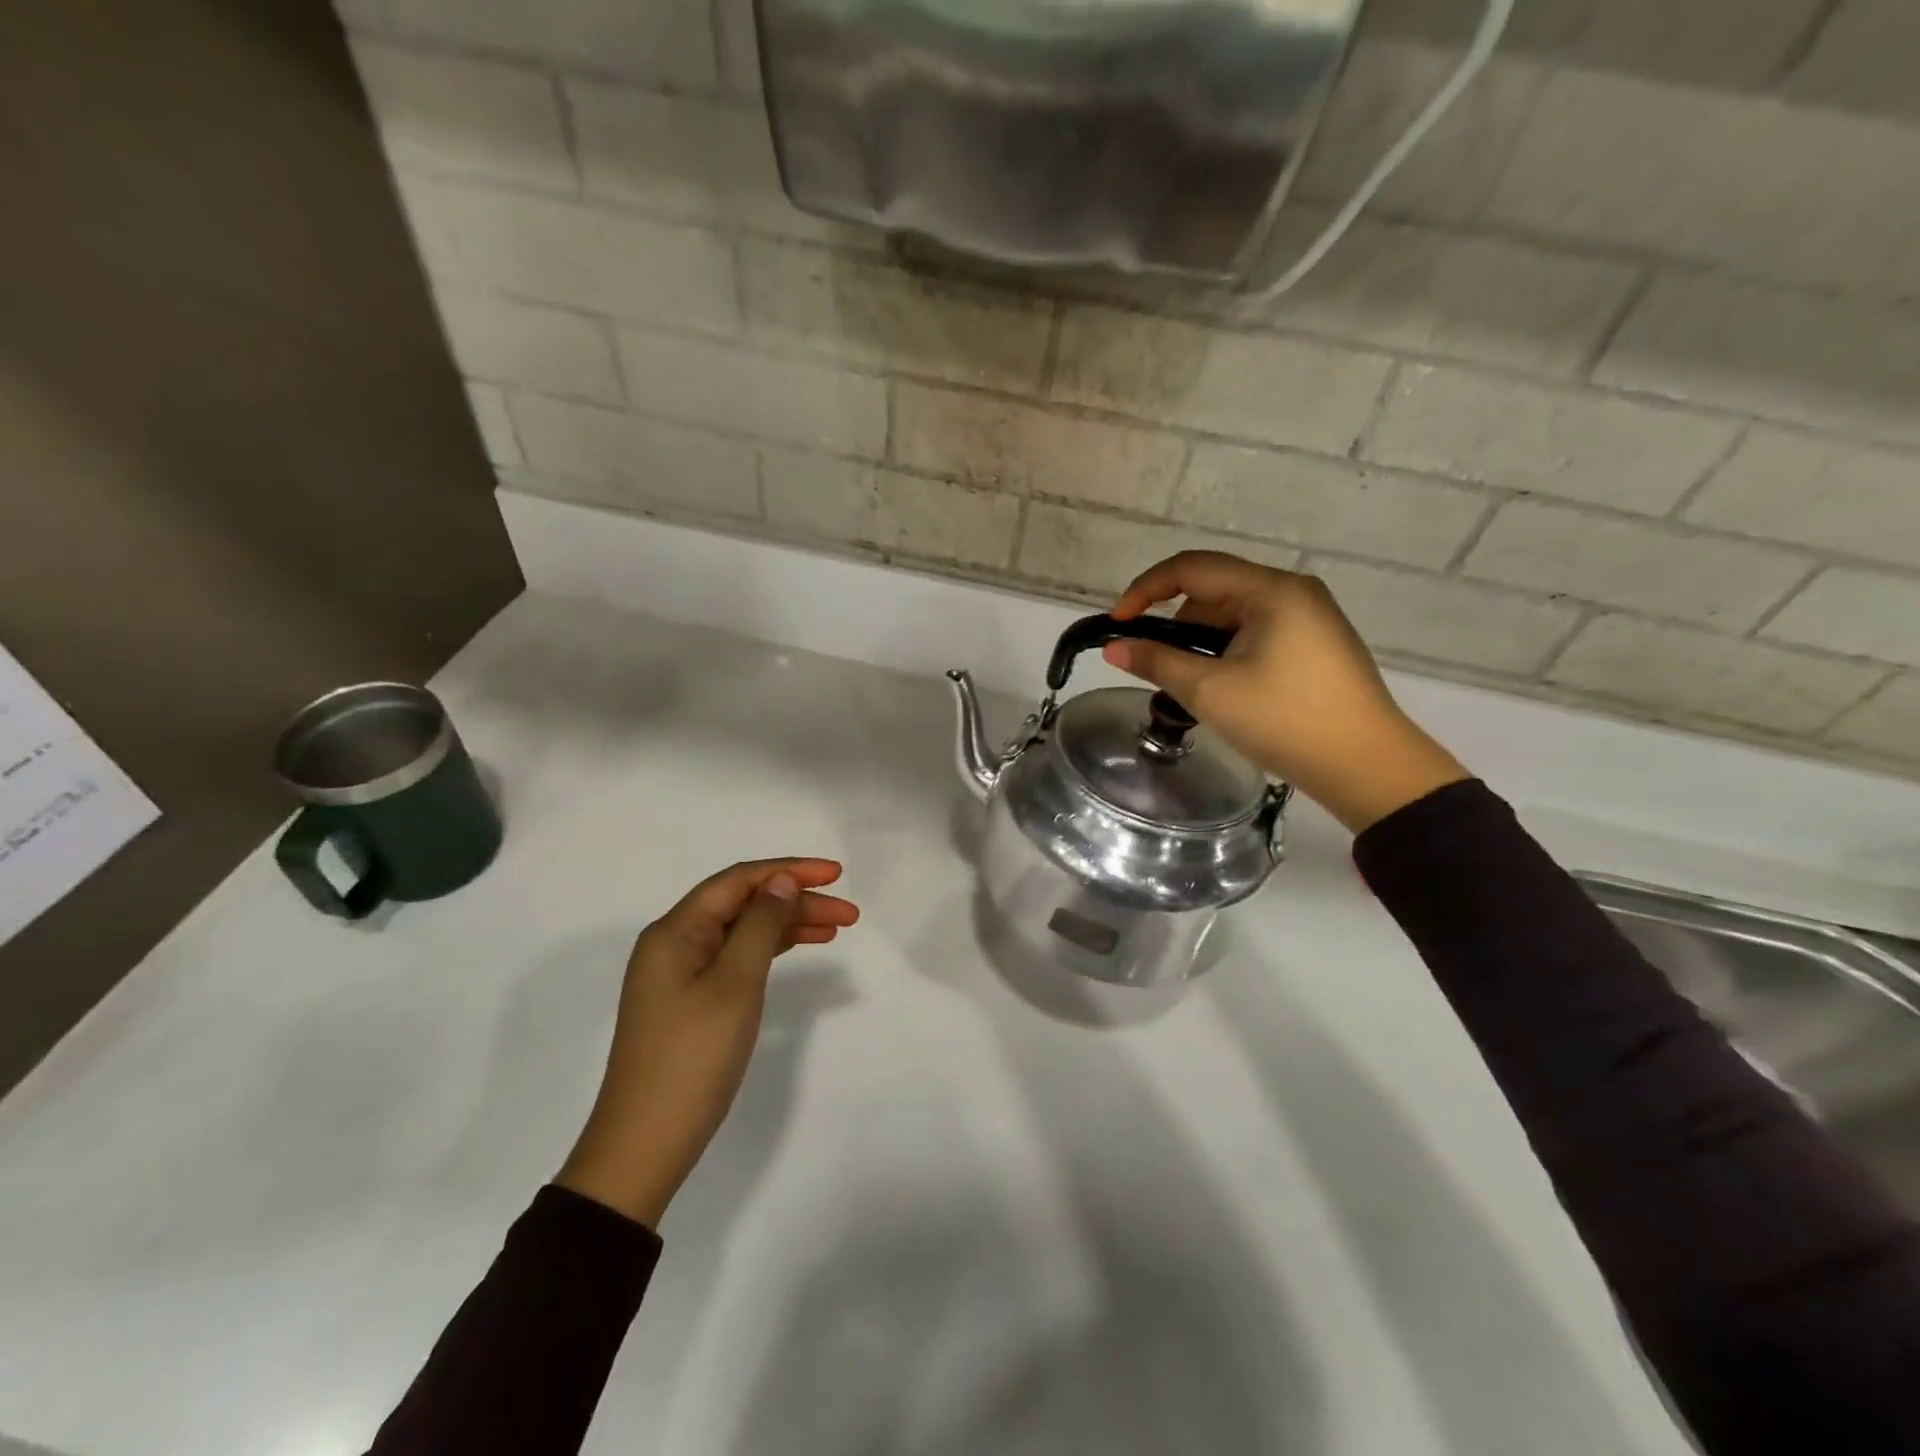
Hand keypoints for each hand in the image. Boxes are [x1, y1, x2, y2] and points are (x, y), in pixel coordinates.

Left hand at [557, 858, 858, 1226]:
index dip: (789, 870)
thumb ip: (761, 925)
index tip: (837, 874)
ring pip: (742, 931)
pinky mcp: (689, 1001)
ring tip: (835, 929)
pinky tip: (797, 950)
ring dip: (787, 925)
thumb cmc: (693, 1057)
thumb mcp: (735, 984)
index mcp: (676, 930)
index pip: (739, 880)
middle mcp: (674, 943)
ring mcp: (679, 974)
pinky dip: (769, 951)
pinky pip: (735, 958)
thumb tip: (781, 882)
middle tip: (849, 914)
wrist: (644, 1145)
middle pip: (743, 904)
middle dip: (796, 901)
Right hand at [1106, 552, 1469, 832]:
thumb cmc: (1286, 721)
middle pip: (1213, 589)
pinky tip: (1221, 686)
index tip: (1117, 625)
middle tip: (1152, 664)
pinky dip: (1226, 651)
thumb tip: (1113, 647)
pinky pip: (1256, 632)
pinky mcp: (1315, 644)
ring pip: (1233, 614)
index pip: (1192, 568)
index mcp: (1271, 590)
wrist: (1367, 767)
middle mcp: (1292, 592)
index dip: (1145, 590)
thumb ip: (1157, 662)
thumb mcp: (1211, 691)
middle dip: (1174, 622)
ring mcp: (1309, 617)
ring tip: (1187, 684)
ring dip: (1200, 641)